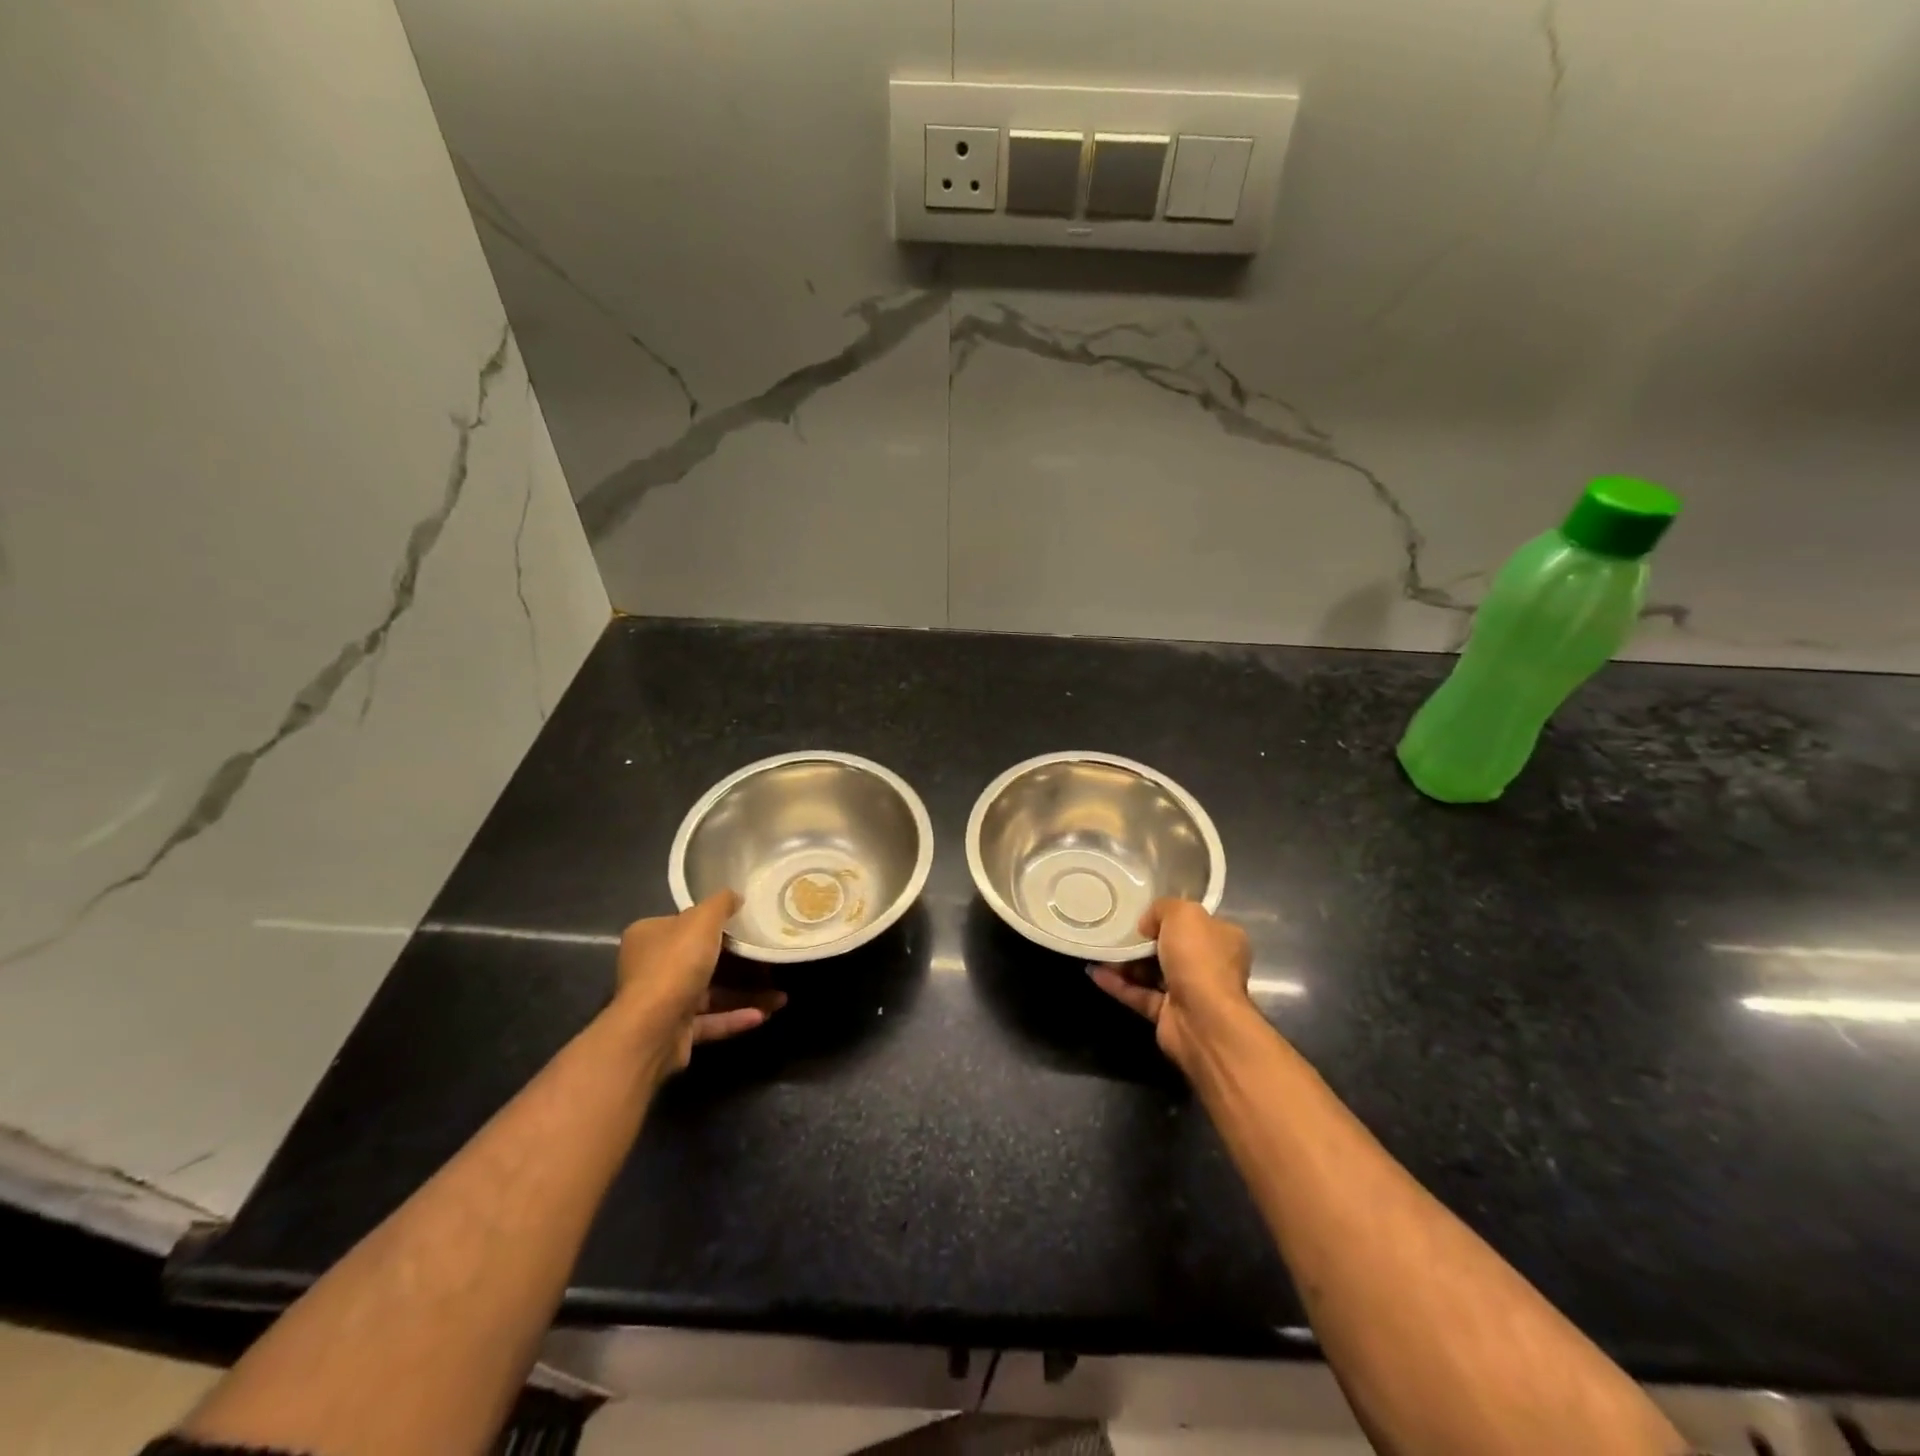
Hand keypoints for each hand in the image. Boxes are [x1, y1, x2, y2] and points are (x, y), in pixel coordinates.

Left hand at [615, 892, 784, 1073]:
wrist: (652, 1030)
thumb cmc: (675, 965)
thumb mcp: (703, 920)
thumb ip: (721, 904)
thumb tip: (735, 897)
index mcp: (649, 936)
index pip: (683, 924)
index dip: (714, 924)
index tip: (745, 926)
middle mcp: (651, 968)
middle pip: (700, 960)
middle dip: (739, 964)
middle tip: (769, 962)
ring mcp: (661, 1003)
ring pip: (710, 994)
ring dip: (745, 994)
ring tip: (780, 997)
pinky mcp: (674, 1032)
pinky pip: (710, 1021)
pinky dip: (736, 1017)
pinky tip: (764, 1014)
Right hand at [1089, 898, 1253, 1072]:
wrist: (1203, 1019)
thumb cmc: (1199, 959)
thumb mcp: (1183, 914)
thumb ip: (1162, 909)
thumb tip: (1147, 925)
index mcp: (1223, 938)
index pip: (1195, 922)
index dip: (1169, 916)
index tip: (1143, 913)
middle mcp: (1209, 965)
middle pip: (1170, 947)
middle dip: (1142, 940)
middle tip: (1116, 930)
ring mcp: (1189, 992)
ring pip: (1151, 972)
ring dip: (1125, 962)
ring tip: (1100, 949)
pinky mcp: (1168, 1014)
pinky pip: (1138, 994)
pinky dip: (1117, 984)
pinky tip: (1094, 971)